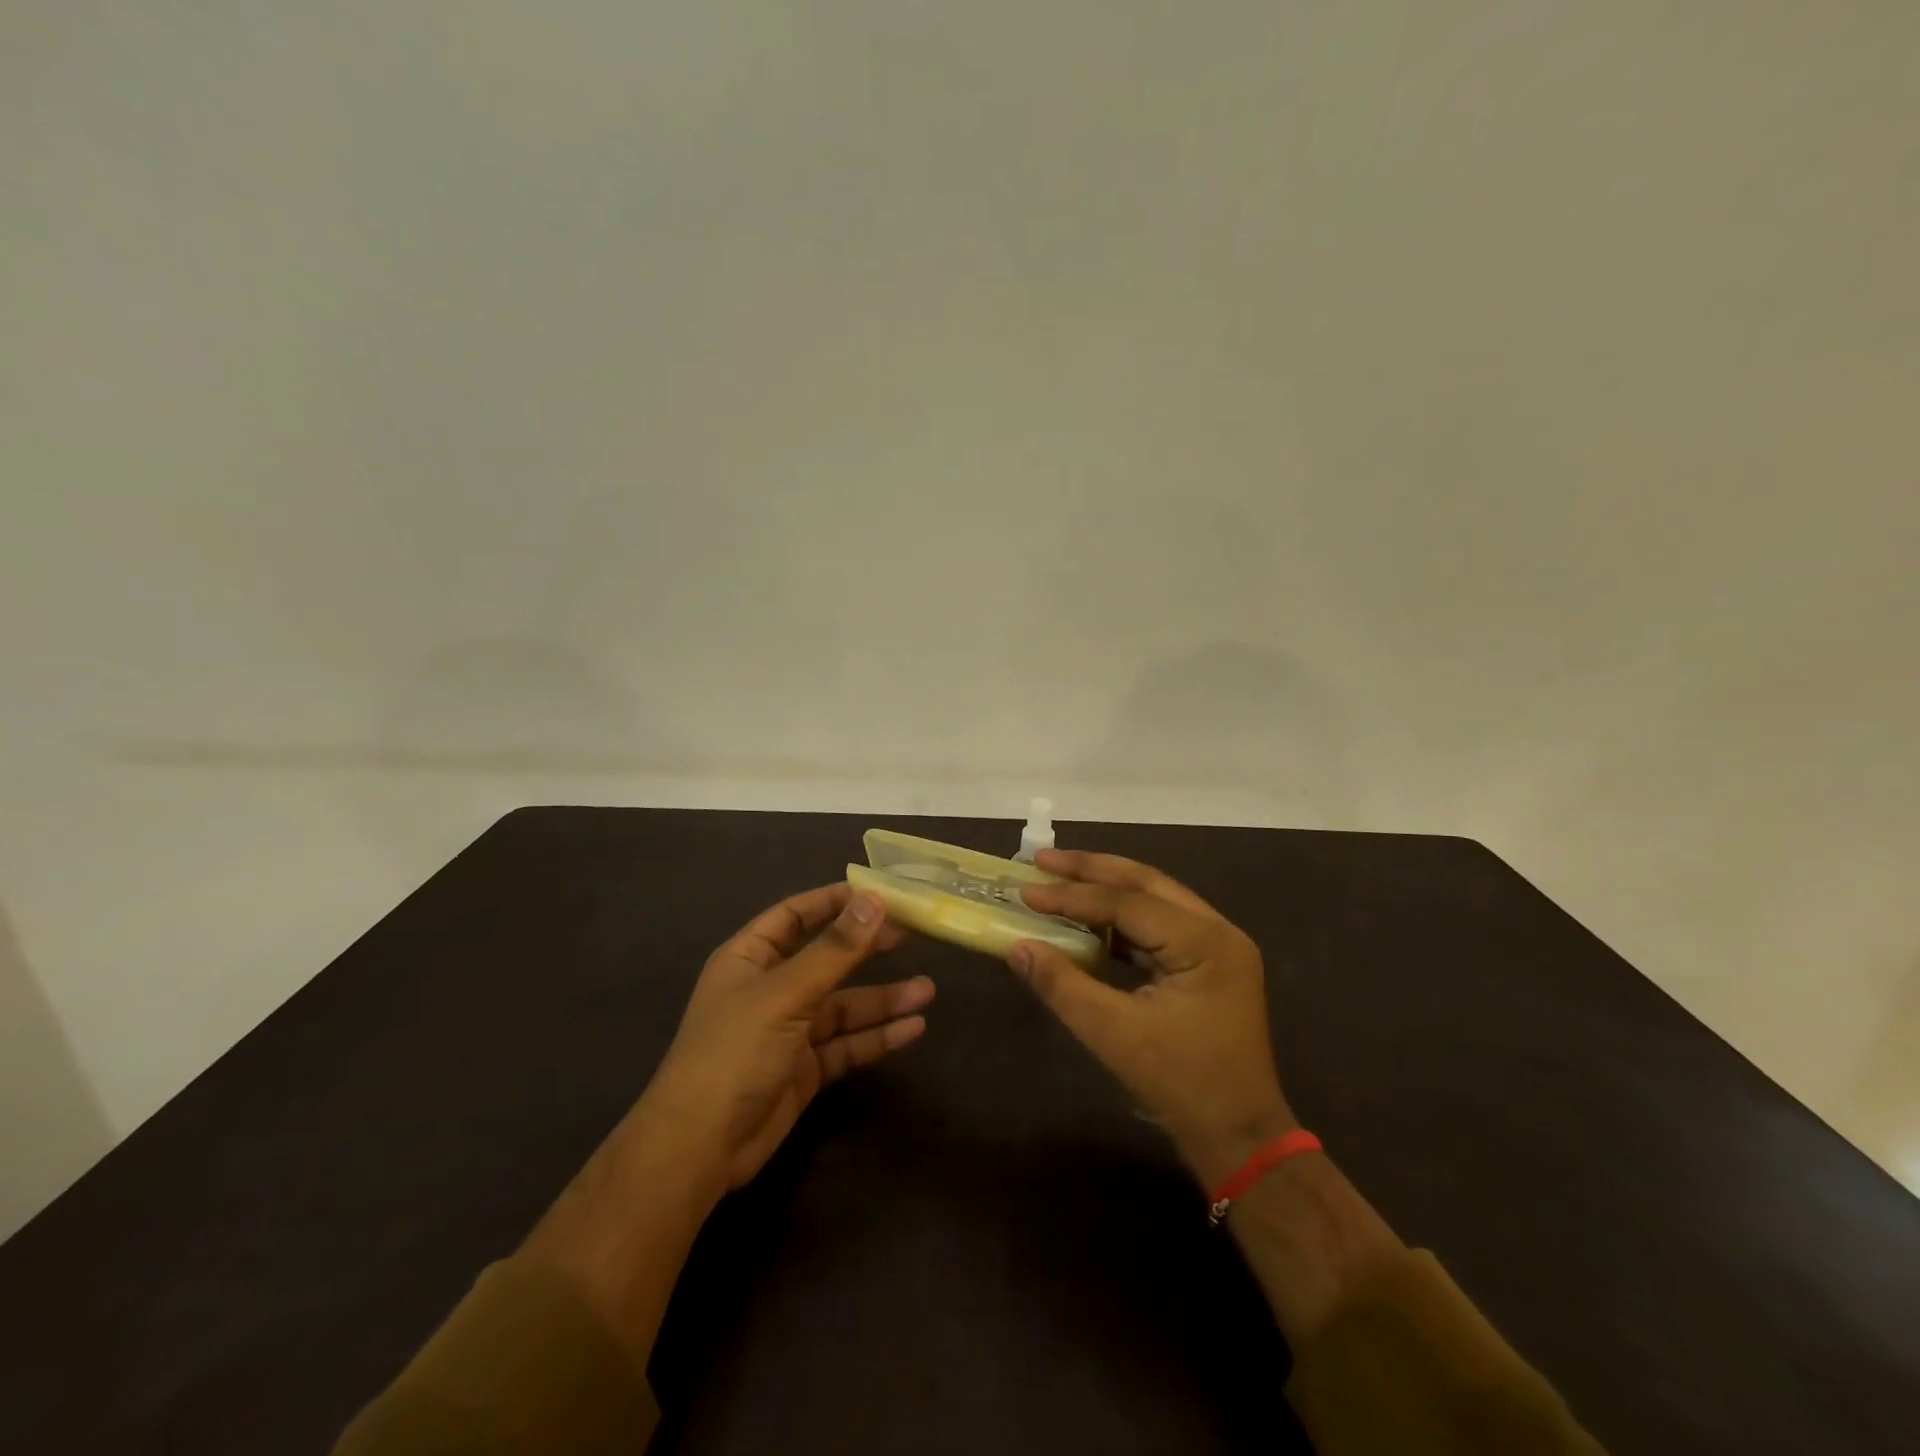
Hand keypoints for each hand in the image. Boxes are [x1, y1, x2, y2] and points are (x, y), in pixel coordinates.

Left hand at [640, 883, 933, 1193]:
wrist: (699, 1148)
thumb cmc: (734, 1052)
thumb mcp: (786, 994)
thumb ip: (834, 950)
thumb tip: (875, 900)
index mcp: (751, 958)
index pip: (796, 914)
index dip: (835, 901)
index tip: (880, 892)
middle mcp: (771, 988)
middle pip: (826, 958)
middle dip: (867, 947)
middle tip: (913, 934)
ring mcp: (788, 1030)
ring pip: (843, 1005)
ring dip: (882, 999)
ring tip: (927, 991)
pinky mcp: (804, 1069)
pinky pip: (846, 1044)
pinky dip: (877, 1036)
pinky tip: (913, 1029)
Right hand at [1010, 850, 1293, 1186]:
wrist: (1240, 1138)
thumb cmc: (1181, 1085)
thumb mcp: (1114, 1036)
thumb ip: (1063, 986)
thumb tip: (1017, 947)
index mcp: (1205, 942)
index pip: (1128, 903)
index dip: (1072, 895)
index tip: (1026, 889)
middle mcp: (1217, 930)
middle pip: (1145, 882)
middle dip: (1091, 869)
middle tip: (1042, 859)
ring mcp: (1216, 945)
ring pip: (1153, 898)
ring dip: (1106, 888)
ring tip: (1059, 877)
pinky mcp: (1207, 963)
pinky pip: (1159, 925)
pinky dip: (1121, 918)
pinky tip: (1089, 918)